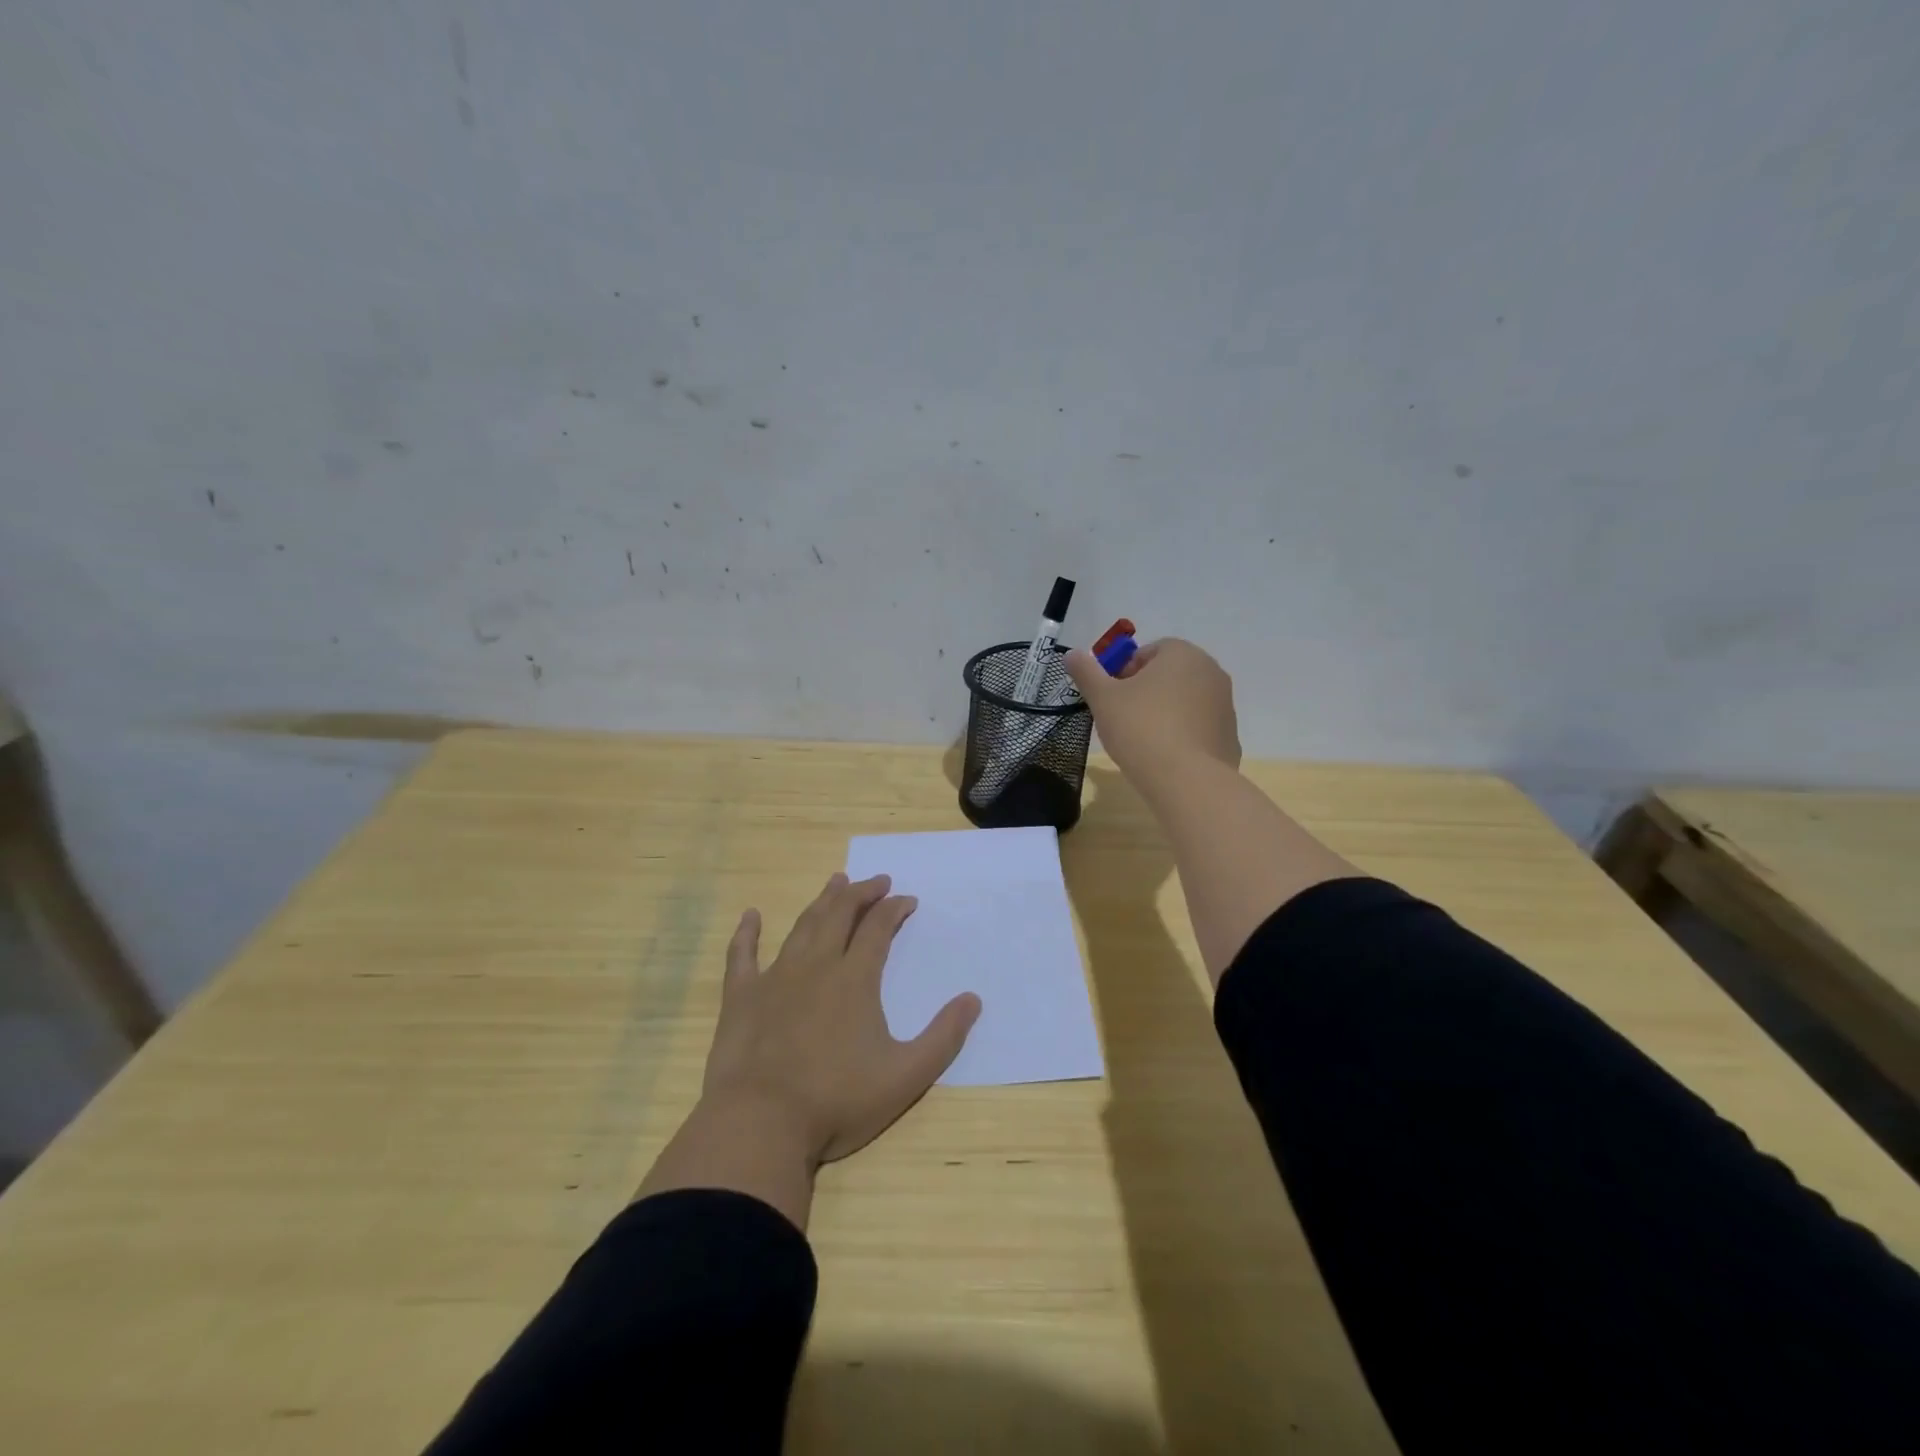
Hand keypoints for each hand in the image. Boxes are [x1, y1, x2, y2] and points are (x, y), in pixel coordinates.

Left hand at [702, 873, 981, 1165]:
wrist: (760, 1125)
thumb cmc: (837, 1102)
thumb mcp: (905, 1076)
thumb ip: (943, 1037)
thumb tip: (973, 999)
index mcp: (855, 979)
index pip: (879, 928)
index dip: (895, 909)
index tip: (908, 900)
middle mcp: (816, 966)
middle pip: (840, 914)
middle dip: (862, 893)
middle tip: (877, 880)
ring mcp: (775, 978)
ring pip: (802, 926)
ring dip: (822, 901)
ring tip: (836, 881)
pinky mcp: (741, 997)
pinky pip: (741, 955)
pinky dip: (746, 932)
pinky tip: (750, 915)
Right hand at [1064, 637, 1241, 786]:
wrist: (1187, 781)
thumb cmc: (1140, 729)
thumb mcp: (1103, 698)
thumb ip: (1087, 672)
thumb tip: (1072, 654)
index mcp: (1182, 654)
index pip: (1148, 651)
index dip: (1124, 672)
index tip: (1111, 696)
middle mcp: (1211, 672)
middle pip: (1170, 675)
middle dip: (1146, 691)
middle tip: (1123, 717)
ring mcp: (1226, 705)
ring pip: (1186, 701)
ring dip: (1165, 712)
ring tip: (1143, 741)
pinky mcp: (1230, 737)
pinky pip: (1199, 729)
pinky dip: (1183, 736)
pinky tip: (1166, 758)